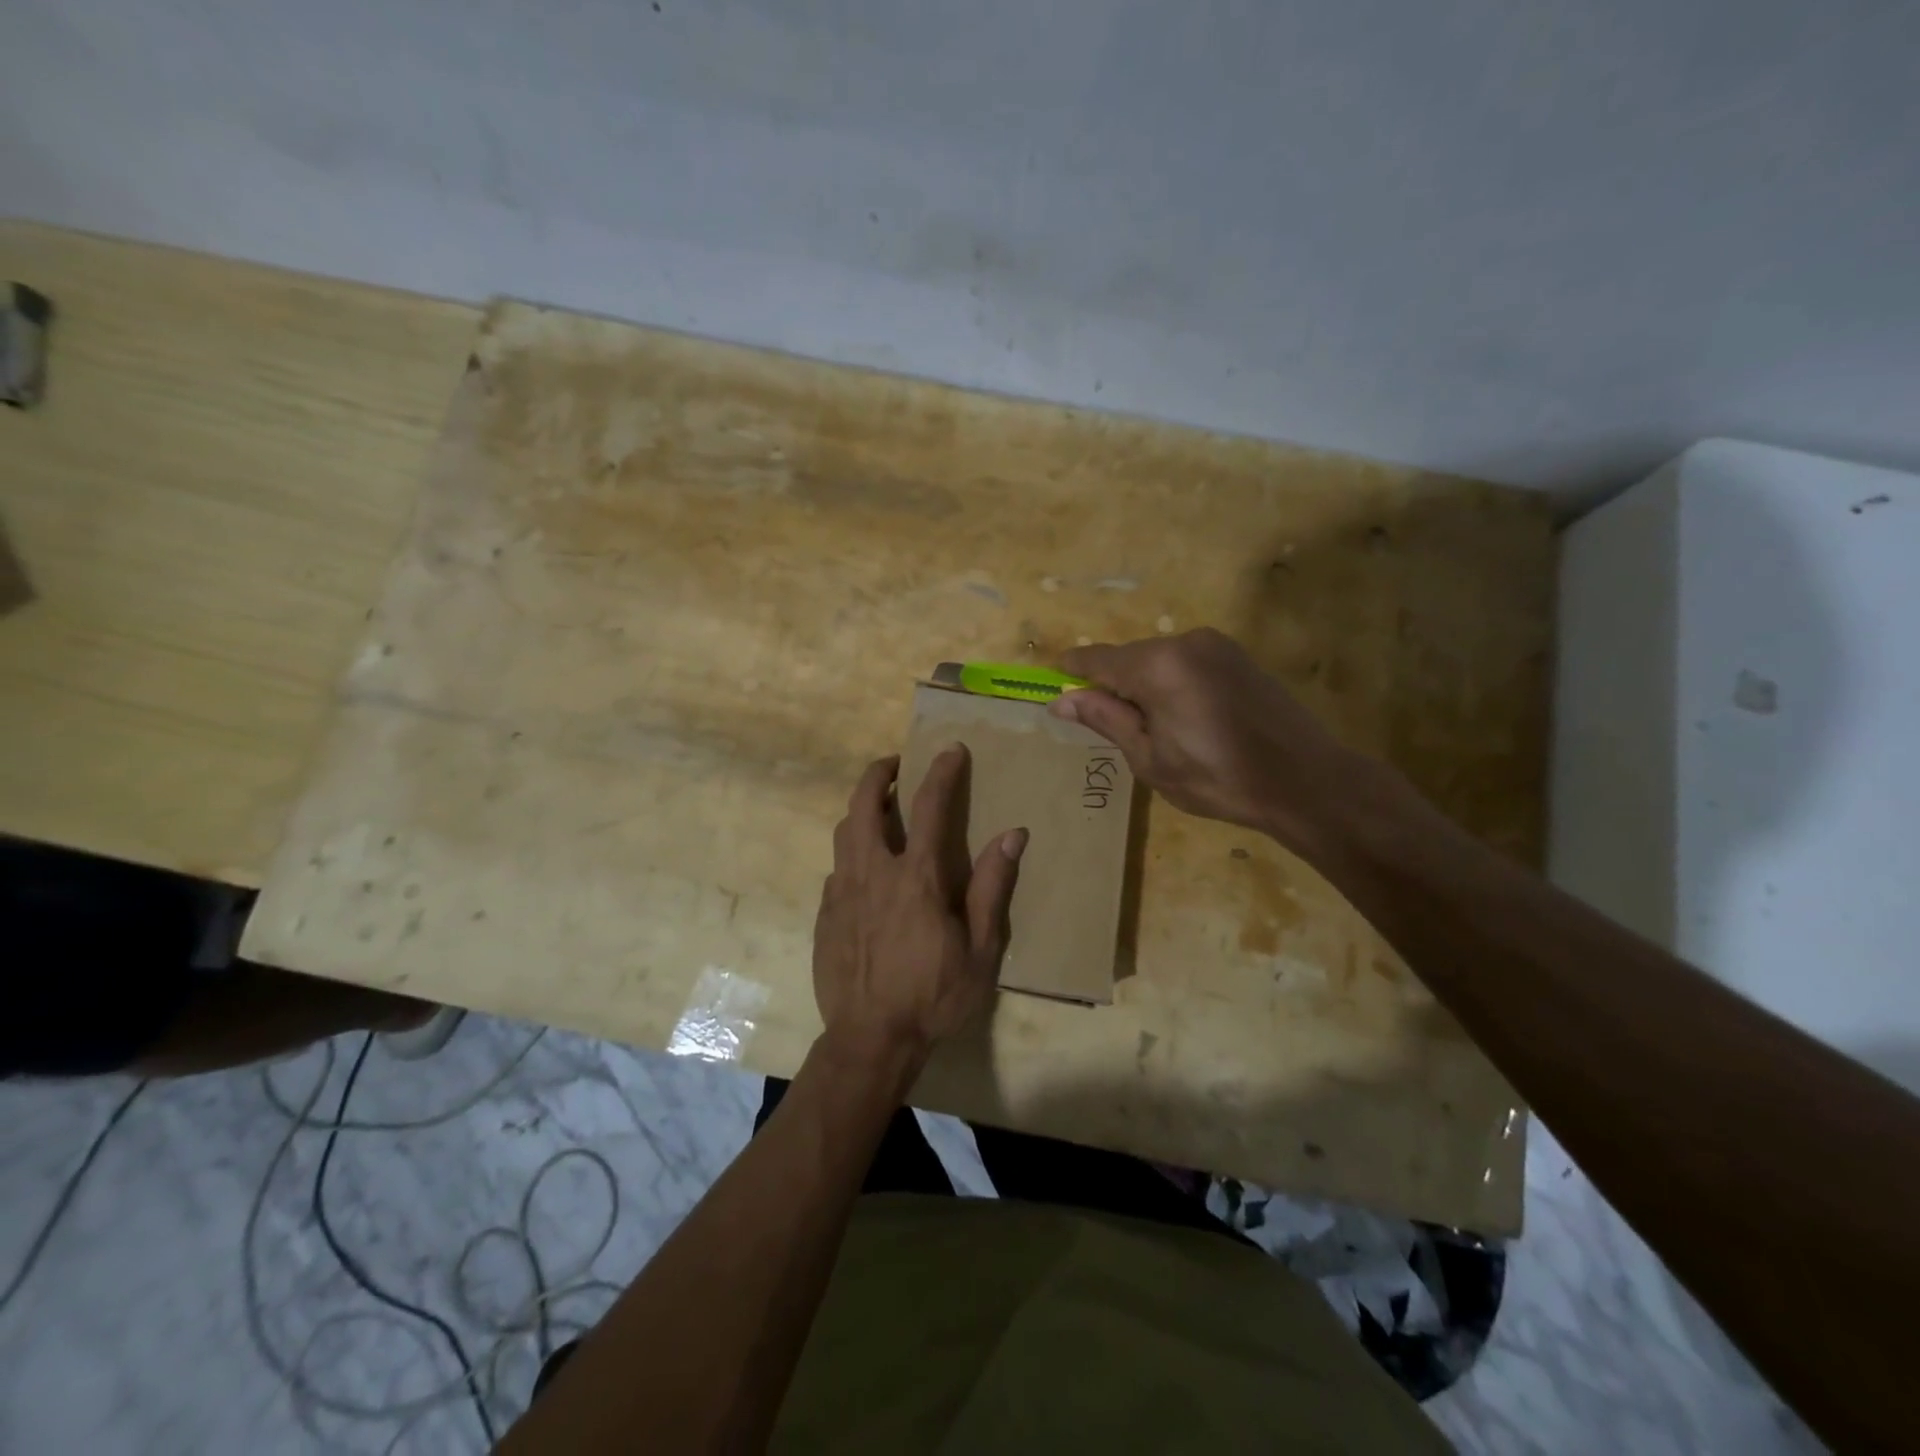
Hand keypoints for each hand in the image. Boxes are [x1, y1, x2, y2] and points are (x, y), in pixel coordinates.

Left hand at [812, 747, 1026, 1068]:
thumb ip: (993, 887)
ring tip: (879, 809)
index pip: (929, 807)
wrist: (870, 1040)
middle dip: (878, 774)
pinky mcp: (825, 914)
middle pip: (864, 804)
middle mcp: (873, 873)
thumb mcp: (981, 950)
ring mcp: (842, 892)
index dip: (942, 772)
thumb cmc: (934, 996)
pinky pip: (838, 868)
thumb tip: (1013, 835)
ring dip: (861, 809)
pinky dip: (853, 854)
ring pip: (843, 831)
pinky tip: (866, 871)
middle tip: (895, 764)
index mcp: (916, 878)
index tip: (951, 750)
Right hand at [1053, 628, 1390, 857]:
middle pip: (1128, 658)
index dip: (1072, 673)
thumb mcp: (1150, 758)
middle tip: (1112, 729)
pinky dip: (1171, 684)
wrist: (1305, 781)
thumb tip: (1062, 700)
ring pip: (1157, 660)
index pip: (1097, 659)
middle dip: (1112, 686)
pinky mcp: (1237, 656)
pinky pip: (1185, 663)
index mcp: (1158, 665)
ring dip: (1143, 687)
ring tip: (1155, 732)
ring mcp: (1216, 645)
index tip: (1054, 688)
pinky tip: (1185, 720)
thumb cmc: (1218, 778)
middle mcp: (1185, 641)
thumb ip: (1106, 720)